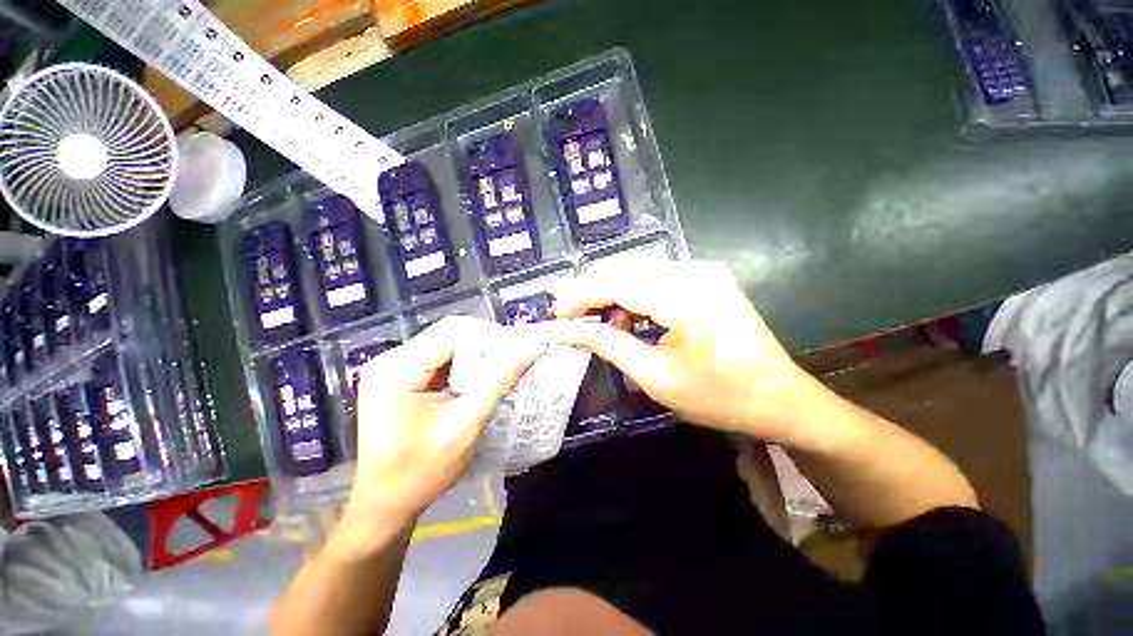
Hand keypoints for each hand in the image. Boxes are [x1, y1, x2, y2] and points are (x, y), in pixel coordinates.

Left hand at [339, 316, 540, 539]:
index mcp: (397, 370)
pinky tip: (478, 381)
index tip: (518, 350)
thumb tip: (531, 349)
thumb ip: (499, 381)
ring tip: (501, 371)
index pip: (452, 332)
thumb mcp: (466, 425)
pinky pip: (439, 360)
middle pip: (448, 335)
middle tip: (514, 361)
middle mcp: (390, 361)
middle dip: (485, 346)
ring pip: (447, 346)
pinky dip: (464, 367)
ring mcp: (392, 369)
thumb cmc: (422, 472)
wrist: (385, 505)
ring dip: (476, 357)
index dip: (489, 336)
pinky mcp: (399, 378)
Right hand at [552, 261, 821, 442]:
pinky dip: (634, 298)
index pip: (616, 284)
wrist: (782, 400)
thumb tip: (567, 330)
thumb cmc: (720, 397)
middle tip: (568, 318)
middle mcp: (694, 271)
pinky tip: (630, 321)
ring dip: (612, 297)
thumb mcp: (656, 377)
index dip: (580, 296)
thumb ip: (608, 345)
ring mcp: (703, 271)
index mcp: (686, 296)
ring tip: (600, 326)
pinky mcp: (705, 279)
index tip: (554, 314)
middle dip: (591, 294)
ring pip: (638, 274)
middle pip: (625, 272)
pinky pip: (656, 281)